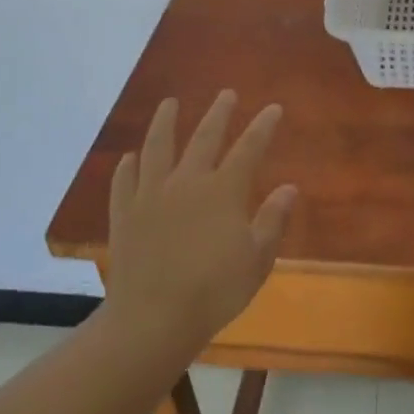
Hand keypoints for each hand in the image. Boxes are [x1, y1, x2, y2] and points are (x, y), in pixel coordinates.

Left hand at [103, 91, 296, 349]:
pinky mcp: (124, 213)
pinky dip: (128, 166)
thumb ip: (273, 221)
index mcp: (223, 191)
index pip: (249, 148)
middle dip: (218, 113)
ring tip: (169, 103)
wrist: (151, 320)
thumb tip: (289, 187)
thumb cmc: (213, 292)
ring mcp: (151, 194)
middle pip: (204, 137)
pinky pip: (125, 180)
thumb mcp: (257, 261)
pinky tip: (130, 158)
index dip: (263, 127)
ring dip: (164, 122)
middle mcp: (187, 182)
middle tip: (226, 94)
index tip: (273, 108)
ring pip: (157, 147)